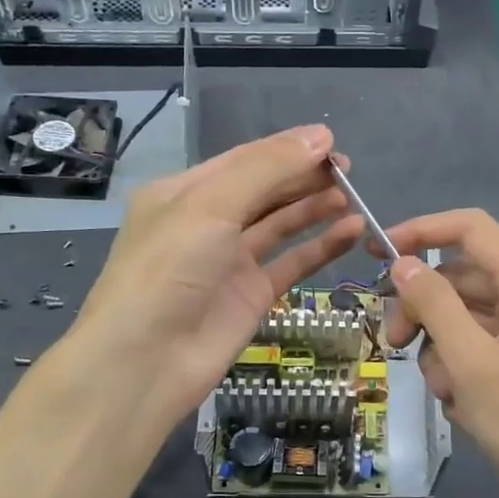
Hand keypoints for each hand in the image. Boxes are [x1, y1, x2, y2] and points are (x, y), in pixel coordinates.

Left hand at [67, 124, 363, 424]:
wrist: (145, 361)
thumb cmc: (169, 270)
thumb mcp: (211, 206)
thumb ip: (267, 169)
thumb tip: (320, 136)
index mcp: (185, 192)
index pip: (245, 160)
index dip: (288, 149)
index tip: (332, 142)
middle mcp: (207, 223)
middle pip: (265, 190)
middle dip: (304, 178)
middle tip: (349, 172)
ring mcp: (231, 261)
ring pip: (280, 225)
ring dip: (314, 209)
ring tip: (353, 197)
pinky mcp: (252, 296)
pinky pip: (292, 263)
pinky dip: (321, 247)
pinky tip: (351, 232)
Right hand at [386, 209, 498, 497]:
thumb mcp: (471, 361)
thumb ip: (433, 305)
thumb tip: (401, 264)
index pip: (471, 229)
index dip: (422, 231)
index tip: (377, 252)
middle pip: (460, 278)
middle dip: (422, 308)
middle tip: (394, 344)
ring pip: (462, 317)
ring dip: (439, 348)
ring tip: (445, 391)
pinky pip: (476, 347)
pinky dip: (458, 368)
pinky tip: (461, 404)